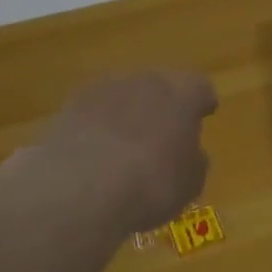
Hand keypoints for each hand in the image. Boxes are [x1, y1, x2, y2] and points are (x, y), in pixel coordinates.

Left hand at [27, 70, 217, 236]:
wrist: (80, 189)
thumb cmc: (151, 185)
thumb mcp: (189, 183)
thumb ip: (193, 161)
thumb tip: (187, 153)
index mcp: (182, 95)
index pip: (199, 87)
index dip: (201, 102)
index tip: (203, 115)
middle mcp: (144, 81)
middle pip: (158, 86)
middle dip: (162, 105)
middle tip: (162, 133)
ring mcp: (102, 90)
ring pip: (122, 96)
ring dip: (126, 114)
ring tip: (124, 146)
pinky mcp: (68, 107)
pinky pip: (92, 114)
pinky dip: (96, 128)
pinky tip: (94, 155)